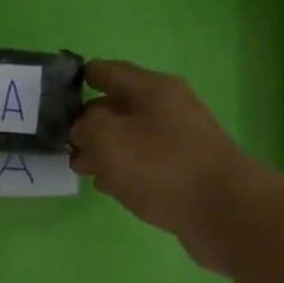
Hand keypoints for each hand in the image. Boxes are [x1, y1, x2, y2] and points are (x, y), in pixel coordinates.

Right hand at [68, 60, 269, 269]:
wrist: (223, 210)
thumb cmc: (161, 167)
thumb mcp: (108, 138)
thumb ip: (86, 126)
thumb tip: (83, 128)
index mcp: (153, 89)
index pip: (111, 72)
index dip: (84, 77)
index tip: (60, 89)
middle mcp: (171, 108)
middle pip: (122, 107)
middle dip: (91, 122)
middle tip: (66, 143)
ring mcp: (183, 141)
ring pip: (134, 138)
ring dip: (107, 150)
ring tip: (83, 169)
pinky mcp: (188, 172)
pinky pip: (148, 163)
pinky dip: (126, 170)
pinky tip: (113, 187)